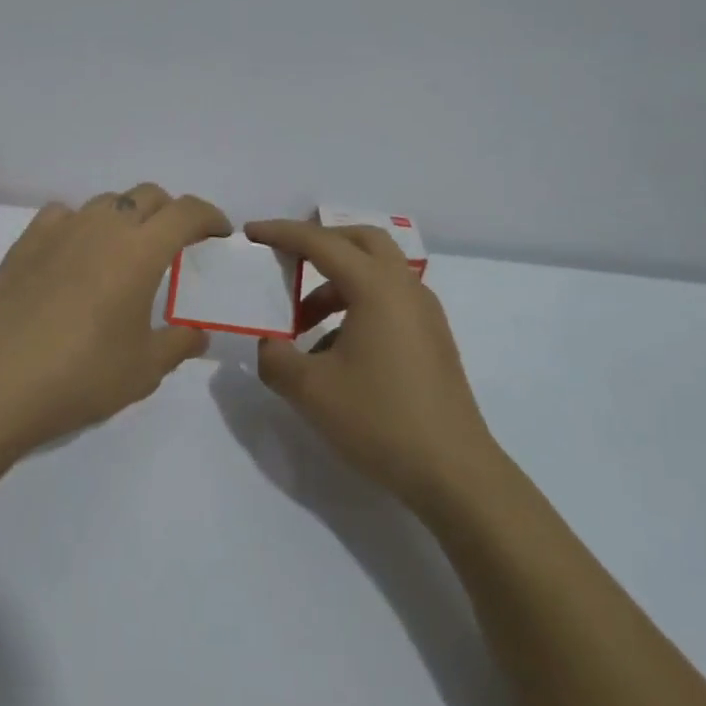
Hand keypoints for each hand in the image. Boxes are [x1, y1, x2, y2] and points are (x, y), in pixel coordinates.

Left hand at [0, 185, 230, 455]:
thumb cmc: (81, 375)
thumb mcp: (144, 370)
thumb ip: (178, 344)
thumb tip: (196, 333)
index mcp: (141, 250)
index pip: (187, 212)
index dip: (210, 217)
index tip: (219, 234)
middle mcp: (103, 226)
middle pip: (148, 196)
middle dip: (170, 212)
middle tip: (176, 245)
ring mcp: (61, 229)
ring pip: (106, 202)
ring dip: (126, 218)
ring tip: (124, 253)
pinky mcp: (26, 241)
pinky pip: (64, 215)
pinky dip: (81, 226)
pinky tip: (75, 255)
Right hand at [246, 220, 500, 514]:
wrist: (454, 473)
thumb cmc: (380, 420)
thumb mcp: (310, 391)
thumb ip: (275, 358)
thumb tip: (270, 344)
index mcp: (376, 287)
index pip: (321, 243)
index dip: (282, 233)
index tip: (251, 233)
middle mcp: (404, 287)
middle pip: (360, 241)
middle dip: (320, 243)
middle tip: (287, 261)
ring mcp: (424, 313)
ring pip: (376, 272)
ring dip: (336, 282)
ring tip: (304, 323)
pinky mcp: (432, 338)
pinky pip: (389, 300)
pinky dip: (357, 304)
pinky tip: (336, 351)